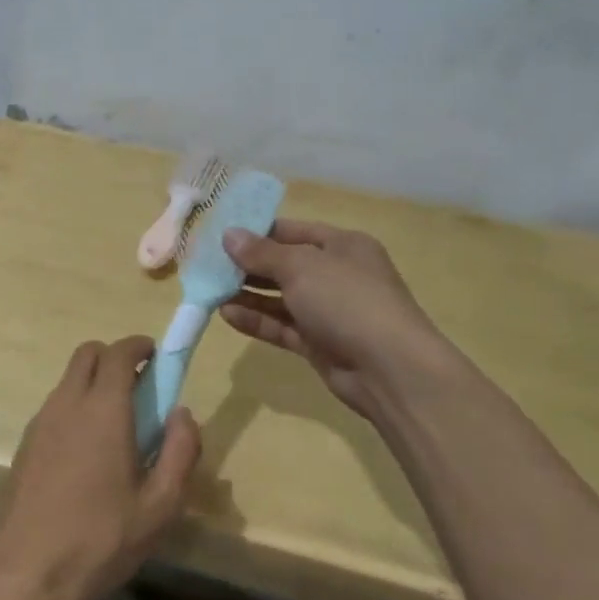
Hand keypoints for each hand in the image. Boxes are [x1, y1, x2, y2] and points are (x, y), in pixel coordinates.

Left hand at [0, 336, 200, 599]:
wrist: (25, 576)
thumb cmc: (100, 541)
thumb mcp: (159, 507)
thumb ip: (181, 452)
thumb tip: (182, 413)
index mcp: (103, 410)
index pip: (119, 353)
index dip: (139, 346)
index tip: (157, 357)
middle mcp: (67, 404)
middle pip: (88, 354)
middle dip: (115, 358)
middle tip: (140, 389)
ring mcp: (40, 423)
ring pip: (69, 380)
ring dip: (94, 384)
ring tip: (118, 428)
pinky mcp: (25, 445)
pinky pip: (55, 407)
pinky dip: (76, 408)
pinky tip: (88, 454)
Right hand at [221, 220, 449, 422]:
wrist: (389, 369)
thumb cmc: (347, 300)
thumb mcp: (301, 267)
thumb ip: (261, 253)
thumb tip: (229, 235)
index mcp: (343, 245)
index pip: (293, 230)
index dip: (258, 231)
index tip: (221, 234)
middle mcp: (337, 275)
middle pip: (285, 264)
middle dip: (248, 265)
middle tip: (208, 264)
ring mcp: (329, 311)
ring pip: (281, 298)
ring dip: (248, 294)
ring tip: (210, 290)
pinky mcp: (320, 343)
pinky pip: (282, 326)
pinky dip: (257, 320)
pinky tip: (227, 315)